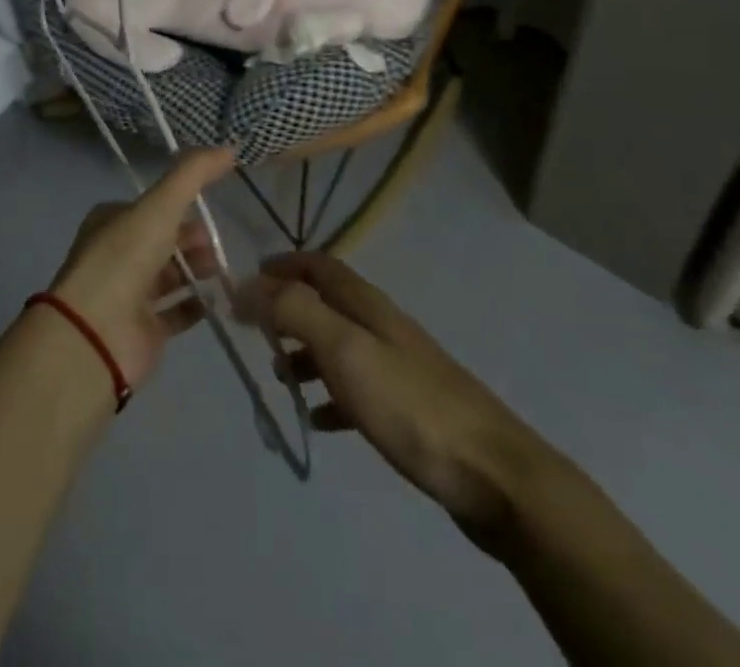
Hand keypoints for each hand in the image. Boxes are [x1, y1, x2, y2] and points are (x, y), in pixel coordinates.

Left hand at [48, 148, 231, 387]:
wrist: (97, 333)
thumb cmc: (125, 258)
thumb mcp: (161, 205)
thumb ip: (194, 173)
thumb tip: (228, 148)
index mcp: (112, 221)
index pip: (152, 207)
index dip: (180, 206)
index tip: (209, 209)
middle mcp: (117, 255)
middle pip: (163, 240)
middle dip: (192, 239)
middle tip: (218, 245)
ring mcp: (128, 295)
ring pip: (170, 275)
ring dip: (197, 269)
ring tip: (222, 270)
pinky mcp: (142, 330)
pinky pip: (175, 312)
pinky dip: (196, 305)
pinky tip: (216, 300)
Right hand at [250, 253, 531, 533]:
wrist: (492, 474)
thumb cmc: (410, 404)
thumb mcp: (345, 349)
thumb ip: (295, 311)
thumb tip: (248, 284)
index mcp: (367, 305)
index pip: (319, 265)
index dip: (284, 265)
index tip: (247, 281)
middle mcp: (381, 326)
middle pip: (327, 303)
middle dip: (289, 310)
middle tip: (254, 333)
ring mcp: (398, 367)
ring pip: (339, 346)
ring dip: (305, 353)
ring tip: (277, 376)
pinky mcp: (408, 409)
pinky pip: (356, 390)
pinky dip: (330, 396)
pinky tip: (318, 420)